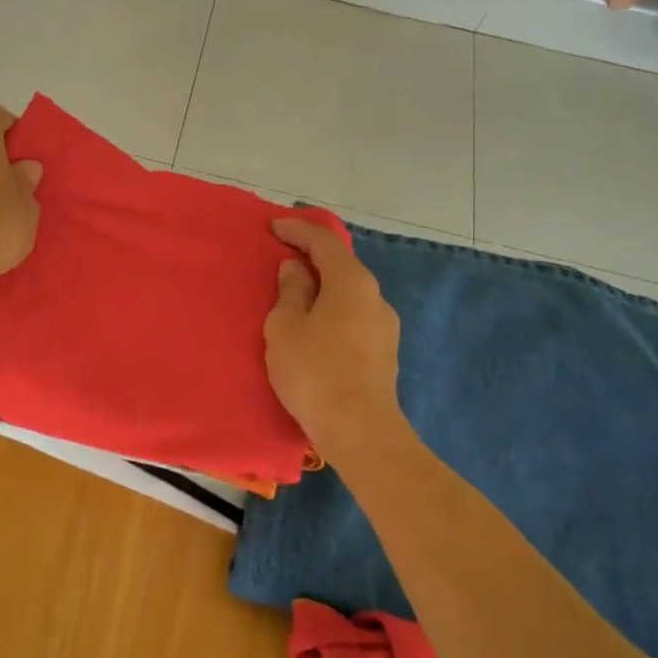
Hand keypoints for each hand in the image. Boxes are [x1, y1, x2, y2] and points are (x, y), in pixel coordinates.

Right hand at [263, 217, 406, 463]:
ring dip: (322, 286)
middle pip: (341, 265)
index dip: (297, 230)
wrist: (360, 430)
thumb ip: (290, 291)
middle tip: (281, 255)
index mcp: (351, 282)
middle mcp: (375, 296)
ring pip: (348, 293)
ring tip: (294, 294)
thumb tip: (295, 269)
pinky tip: (314, 325)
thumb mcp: (286, 327)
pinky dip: (331, 309)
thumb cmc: (314, 372)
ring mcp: (384, 325)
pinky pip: (353, 316)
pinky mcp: (383, 351)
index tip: (272, 227)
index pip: (324, 242)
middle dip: (311, 257)